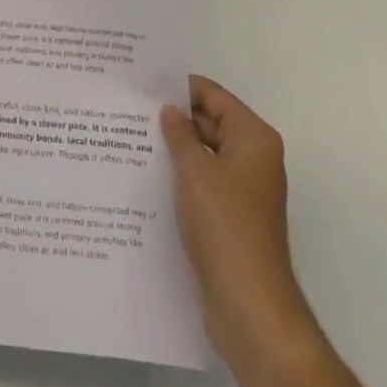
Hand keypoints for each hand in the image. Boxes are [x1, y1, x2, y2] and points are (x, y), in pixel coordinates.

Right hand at [161, 77, 313, 364]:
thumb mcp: (194, 169)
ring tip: (133, 137)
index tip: (144, 82)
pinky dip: (182, 176)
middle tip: (132, 108)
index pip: (214, 96)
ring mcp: (244, 190)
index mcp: (253, 138)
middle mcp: (254, 158)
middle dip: (176, 117)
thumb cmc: (224, 223)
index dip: (180, 87)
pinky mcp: (233, 217)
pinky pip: (204, 182)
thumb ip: (179, 133)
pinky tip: (150, 174)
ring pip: (206, 154)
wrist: (248, 304)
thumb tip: (170, 110)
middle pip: (211, 122)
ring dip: (177, 148)